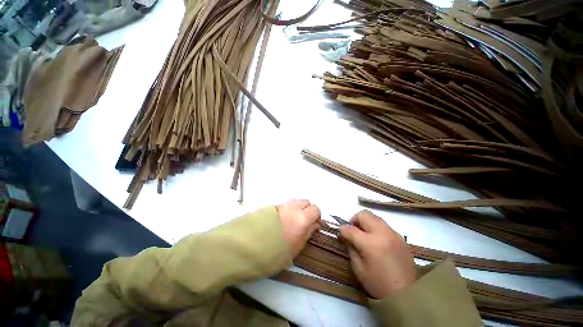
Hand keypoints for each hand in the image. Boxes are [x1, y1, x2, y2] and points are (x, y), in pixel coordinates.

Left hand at [277, 199, 320, 257]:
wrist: (250, 247)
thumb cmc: (276, 252)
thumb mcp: (297, 247)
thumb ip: (308, 232)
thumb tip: (315, 224)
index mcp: (302, 218)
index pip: (315, 209)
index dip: (317, 216)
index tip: (315, 225)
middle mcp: (293, 208)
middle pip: (306, 202)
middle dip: (308, 210)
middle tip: (305, 221)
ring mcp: (282, 205)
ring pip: (296, 201)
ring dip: (298, 208)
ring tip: (294, 220)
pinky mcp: (273, 206)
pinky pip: (286, 204)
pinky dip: (289, 209)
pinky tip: (283, 220)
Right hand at [339, 210, 416, 298]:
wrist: (408, 295)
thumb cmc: (379, 284)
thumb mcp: (358, 269)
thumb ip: (350, 248)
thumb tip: (346, 236)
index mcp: (370, 244)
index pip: (350, 228)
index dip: (342, 229)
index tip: (340, 233)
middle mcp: (382, 234)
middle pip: (364, 214)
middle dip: (354, 219)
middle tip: (353, 231)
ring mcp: (393, 234)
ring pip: (375, 217)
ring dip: (366, 222)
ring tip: (364, 234)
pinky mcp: (400, 237)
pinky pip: (384, 225)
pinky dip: (376, 228)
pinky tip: (376, 241)